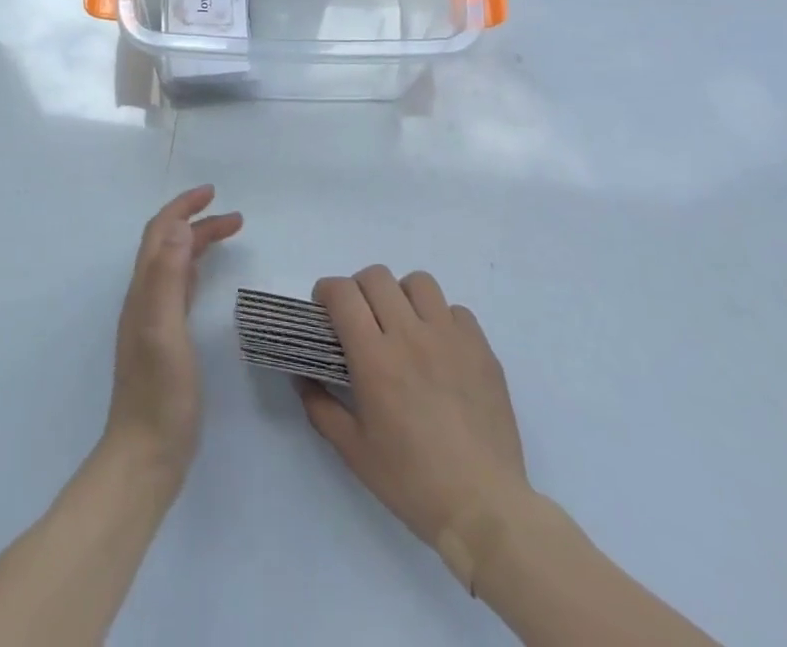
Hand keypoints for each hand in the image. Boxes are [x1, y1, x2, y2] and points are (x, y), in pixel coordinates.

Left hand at [104, 185, 242, 481]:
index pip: (159, 232)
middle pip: (167, 243)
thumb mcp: (164, 330)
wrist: (145, 456)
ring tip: (229, 233)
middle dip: (197, 221)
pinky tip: (206, 275)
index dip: (183, 207)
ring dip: (197, 242)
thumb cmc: (158, 394)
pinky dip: (195, 268)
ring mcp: (153, 319)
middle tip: (235, 216)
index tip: (213, 192)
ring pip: (174, 264)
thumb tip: (177, 224)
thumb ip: (167, 277)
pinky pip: (179, 287)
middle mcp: (144, 298)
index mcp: (143, 290)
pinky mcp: (165, 340)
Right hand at [298, 267, 531, 578]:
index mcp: (375, 358)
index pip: (342, 293)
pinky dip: (441, 319)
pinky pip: (456, 310)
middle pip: (377, 277)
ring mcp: (450, 338)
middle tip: (361, 320)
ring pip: (419, 282)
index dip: (326, 292)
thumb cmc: (412, 482)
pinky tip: (439, 349)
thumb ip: (321, 406)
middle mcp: (410, 335)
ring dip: (402, 296)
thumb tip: (302, 376)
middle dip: (359, 290)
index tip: (325, 312)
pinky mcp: (481, 349)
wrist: (484, 509)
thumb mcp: (353, 451)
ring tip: (402, 326)